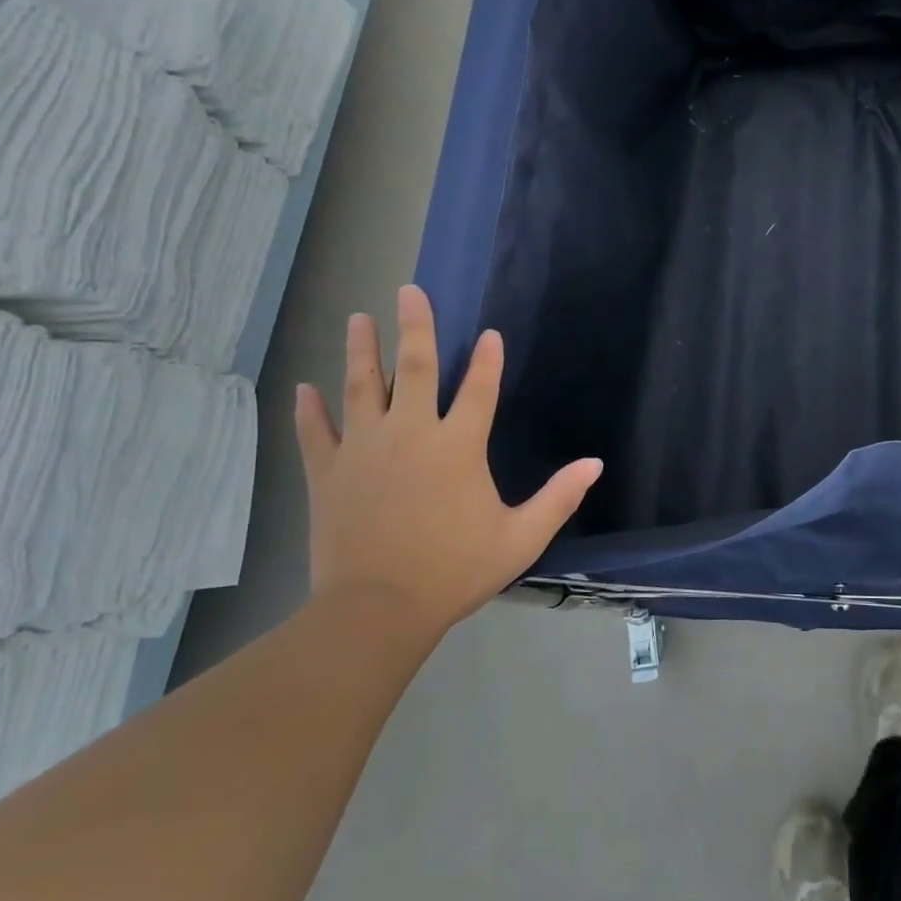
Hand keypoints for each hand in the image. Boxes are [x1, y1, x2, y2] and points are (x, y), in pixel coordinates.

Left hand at [295, 286, 601, 633]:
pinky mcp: (328, 473)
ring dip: (361, 351)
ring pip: (361, 388)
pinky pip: (316, 432)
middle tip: (409, 290)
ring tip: (358, 318)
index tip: (490, 333)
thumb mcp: (521, 537)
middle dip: (414, 327)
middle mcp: (410, 435)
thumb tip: (595, 464)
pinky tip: (305, 386)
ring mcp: (364, 450)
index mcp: (458, 447)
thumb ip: (559, 497)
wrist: (378, 609)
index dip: (487, 360)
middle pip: (413, 369)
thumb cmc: (456, 570)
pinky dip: (311, 409)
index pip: (479, 390)